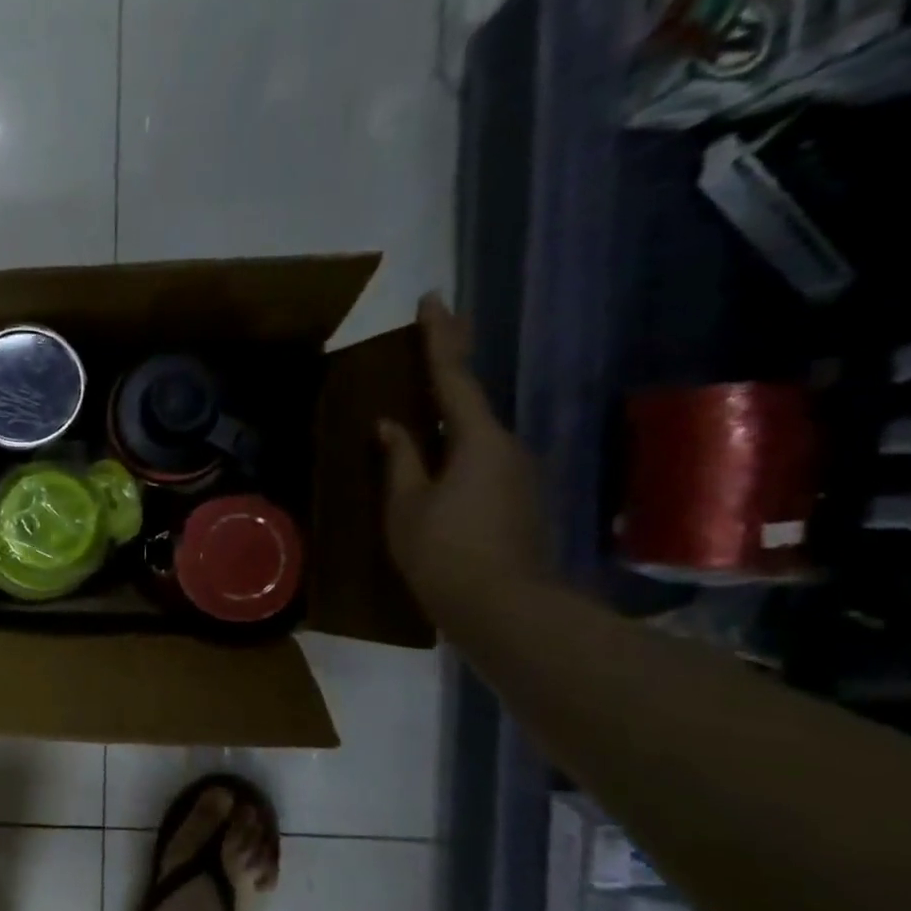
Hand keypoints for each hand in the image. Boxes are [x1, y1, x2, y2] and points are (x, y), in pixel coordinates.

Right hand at [378, 294, 548, 616]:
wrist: (506, 609)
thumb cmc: (444, 553)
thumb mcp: (406, 506)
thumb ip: (400, 460)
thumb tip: (392, 425)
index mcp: (478, 441)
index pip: (454, 377)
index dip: (440, 338)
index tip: (431, 300)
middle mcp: (507, 448)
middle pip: (471, 401)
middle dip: (451, 367)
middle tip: (434, 334)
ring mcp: (518, 475)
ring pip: (475, 436)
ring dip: (448, 421)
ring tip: (417, 415)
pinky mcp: (518, 501)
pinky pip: (480, 462)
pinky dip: (455, 452)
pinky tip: (434, 467)